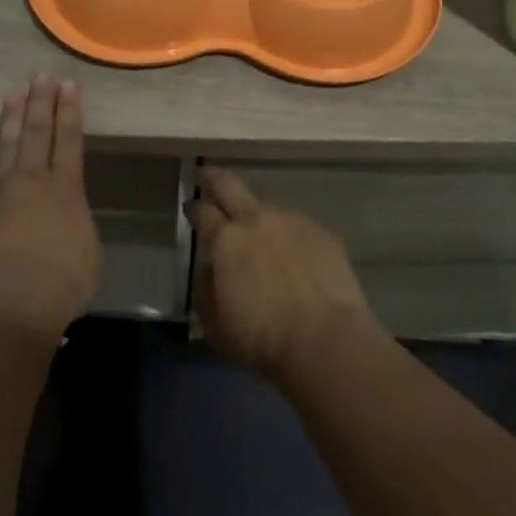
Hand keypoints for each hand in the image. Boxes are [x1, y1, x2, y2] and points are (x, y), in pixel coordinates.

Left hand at [0, 76, 101, 339]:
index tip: (68, 84)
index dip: (69, 110)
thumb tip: (65, 218)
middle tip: (40, 76)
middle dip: (40, 102)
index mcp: (67, 188)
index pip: (70, 139)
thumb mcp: (88, 252)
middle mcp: (33, 182)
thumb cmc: (62, 281)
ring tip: (13, 94)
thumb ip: (76, 226)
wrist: (9, 302)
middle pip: (37, 133)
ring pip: (7, 148)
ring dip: (12, 119)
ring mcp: (0, 195)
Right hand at [186, 167, 376, 385]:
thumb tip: (212, 270)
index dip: (193, 208)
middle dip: (214, 178)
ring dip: (258, 217)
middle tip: (206, 176)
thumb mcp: (215, 324)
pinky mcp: (322, 233)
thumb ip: (207, 290)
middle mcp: (256, 220)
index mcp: (226, 239)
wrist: (325, 339)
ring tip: (261, 237)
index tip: (190, 207)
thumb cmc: (261, 338)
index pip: (202, 211)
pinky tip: (295, 258)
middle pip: (229, 185)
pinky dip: (289, 237)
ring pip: (267, 208)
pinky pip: (297, 227)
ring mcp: (292, 221)